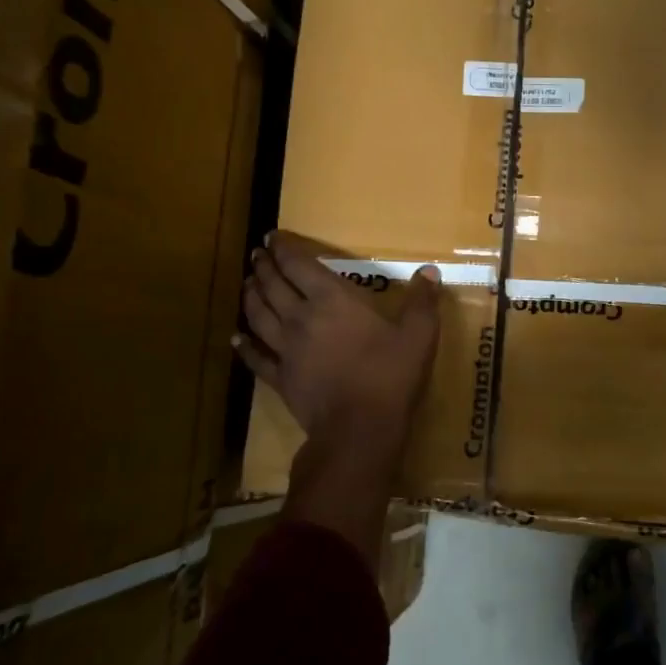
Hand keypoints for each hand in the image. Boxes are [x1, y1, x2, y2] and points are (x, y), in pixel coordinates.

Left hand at [237, 234, 442, 449]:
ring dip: (251, 296)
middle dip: (263, 267)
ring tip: (247, 283)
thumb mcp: (419, 334)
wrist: (359, 428)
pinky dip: (244, 345)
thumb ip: (422, 301)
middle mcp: (301, 318)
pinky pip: (256, 357)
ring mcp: (286, 350)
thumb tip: (430, 272)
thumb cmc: (390, 375)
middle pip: (273, 286)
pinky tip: (236, 338)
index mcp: (332, 300)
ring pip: (258, 316)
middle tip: (257, 254)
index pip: (299, 265)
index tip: (273, 236)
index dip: (284, 248)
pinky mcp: (280, 378)